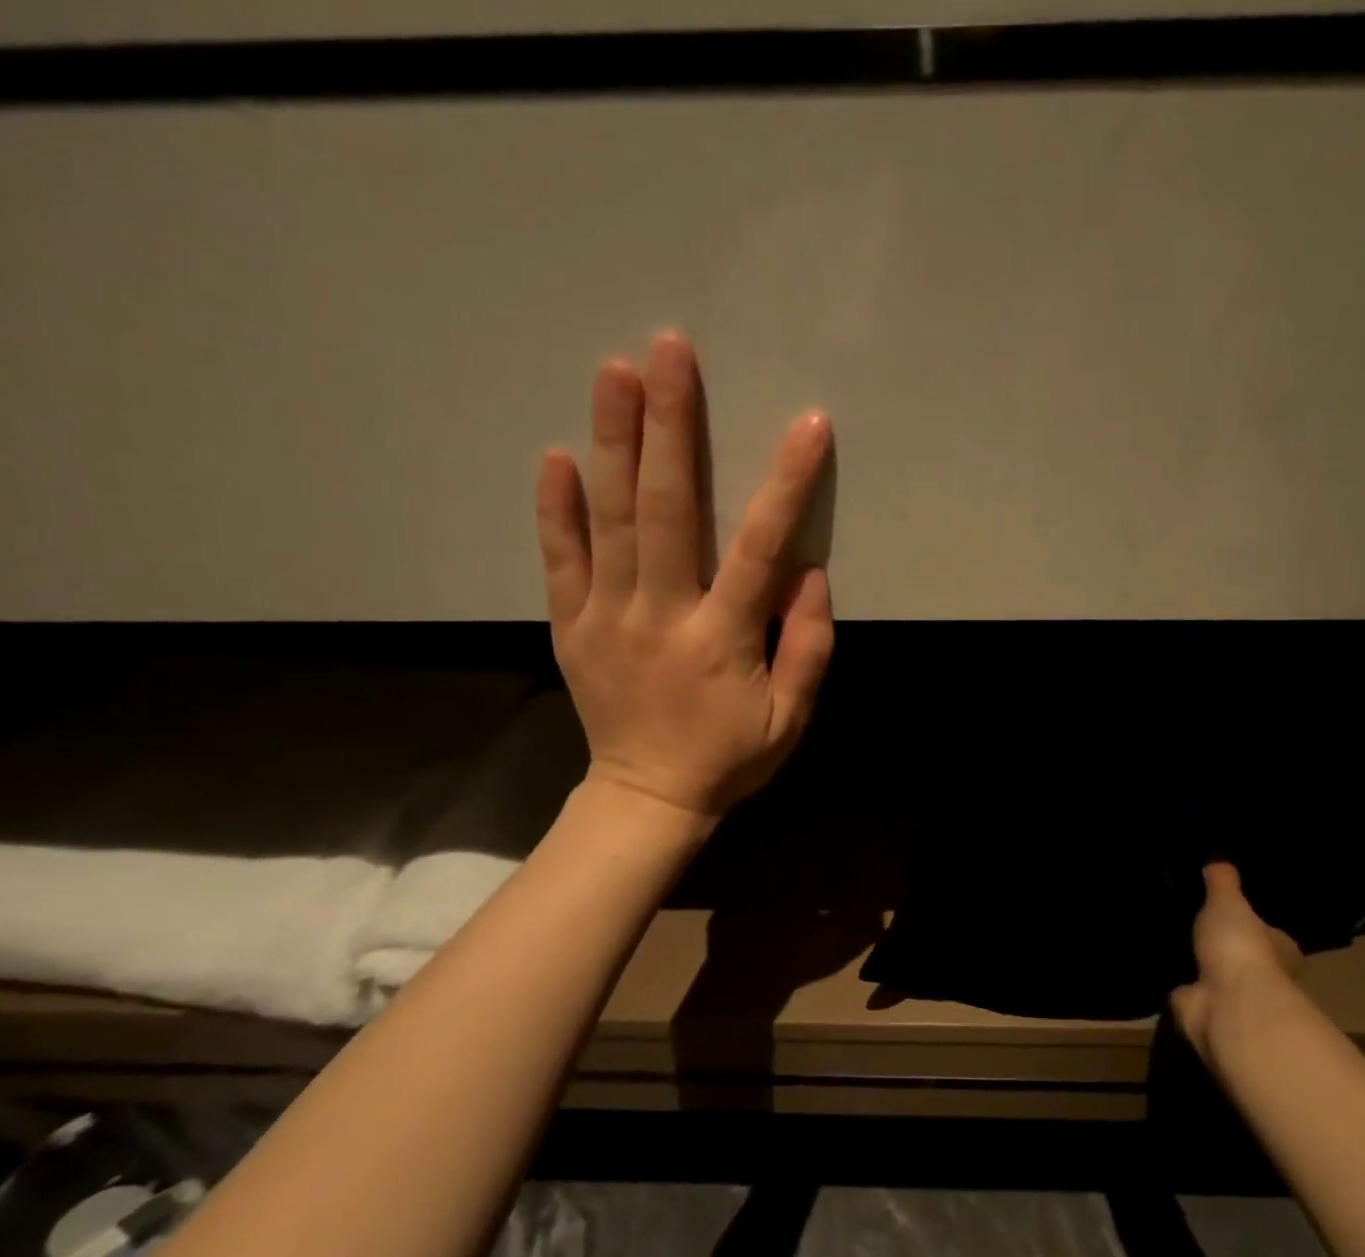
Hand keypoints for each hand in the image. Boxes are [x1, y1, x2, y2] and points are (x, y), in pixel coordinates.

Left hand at [534, 333, 834, 818]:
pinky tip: (558, 455)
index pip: (758, 549)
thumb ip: (806, 649)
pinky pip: (559, 560)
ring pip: (610, 520)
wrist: (647, 797)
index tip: (808, 425)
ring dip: (614, 443)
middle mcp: (660, 616)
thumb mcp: (790, 720)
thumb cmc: (729, 757)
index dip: (785, 485)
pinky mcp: (571, 627)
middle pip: (667, 511)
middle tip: (670, 351)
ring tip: (616, 373)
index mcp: (721, 639)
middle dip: (672, 428)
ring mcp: (606, 618)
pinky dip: (556, 508)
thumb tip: (808, 575)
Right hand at [1171, 863, 1303, 1060]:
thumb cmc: (1240, 947)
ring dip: (1195, 962)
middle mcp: (1262, 976)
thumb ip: (1222, 881)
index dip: (1252, 922)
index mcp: (1280, 948)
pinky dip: (1175, 980)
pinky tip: (1156, 961)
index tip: (1230, 910)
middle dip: (1221, 943)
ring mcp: (1231, 996)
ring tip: (1168, 936)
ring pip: (1212, 973)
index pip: (1269, 933)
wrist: (1225, 1004)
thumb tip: (1219, 858)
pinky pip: (1186, 989)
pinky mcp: (1203, 1010)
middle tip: (1191, 920)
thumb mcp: (1229, 902)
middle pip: (1239, 954)